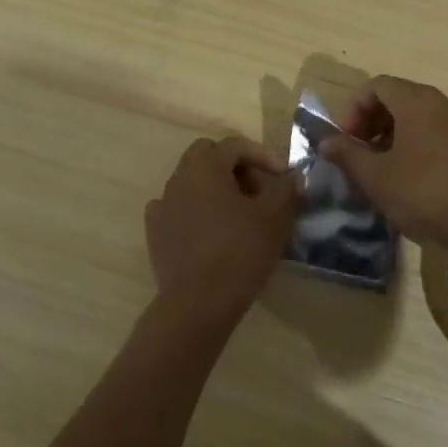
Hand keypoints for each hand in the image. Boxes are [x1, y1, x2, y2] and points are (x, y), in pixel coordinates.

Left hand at [146, 135, 298, 324]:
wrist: (199, 302)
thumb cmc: (240, 252)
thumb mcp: (275, 217)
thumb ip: (286, 188)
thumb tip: (292, 178)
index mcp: (205, 166)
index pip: (235, 145)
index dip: (264, 155)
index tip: (285, 176)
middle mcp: (178, 178)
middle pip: (208, 156)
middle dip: (235, 166)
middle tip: (259, 189)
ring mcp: (162, 205)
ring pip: (192, 182)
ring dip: (216, 189)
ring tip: (239, 213)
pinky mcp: (155, 232)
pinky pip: (178, 208)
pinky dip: (196, 211)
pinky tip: (211, 230)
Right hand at [320, 77, 447, 249]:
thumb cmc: (423, 192)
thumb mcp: (375, 176)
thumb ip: (346, 153)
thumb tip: (325, 141)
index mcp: (417, 101)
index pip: (377, 86)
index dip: (354, 109)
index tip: (348, 140)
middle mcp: (445, 104)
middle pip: (401, 99)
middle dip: (375, 123)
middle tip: (363, 154)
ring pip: (424, 119)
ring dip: (399, 136)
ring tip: (389, 170)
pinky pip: (444, 136)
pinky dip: (425, 148)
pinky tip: (420, 181)